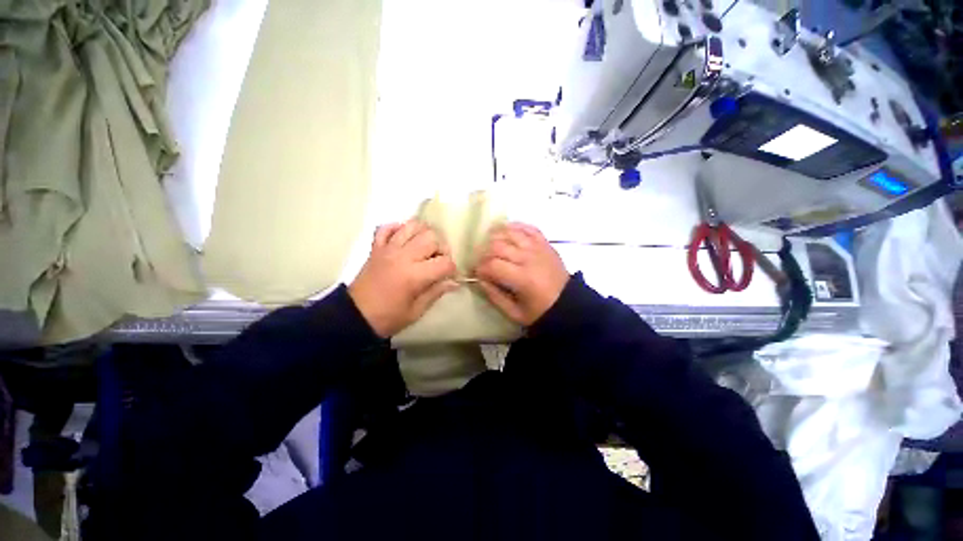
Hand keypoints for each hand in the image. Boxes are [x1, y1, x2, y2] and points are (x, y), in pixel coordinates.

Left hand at [349, 220, 457, 336]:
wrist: (354, 316)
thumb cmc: (388, 317)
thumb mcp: (416, 311)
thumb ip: (436, 292)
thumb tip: (454, 282)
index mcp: (414, 275)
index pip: (444, 262)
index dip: (452, 269)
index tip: (449, 276)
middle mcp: (403, 256)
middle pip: (431, 238)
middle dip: (441, 248)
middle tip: (438, 261)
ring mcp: (387, 249)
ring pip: (412, 226)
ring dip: (424, 233)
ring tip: (425, 247)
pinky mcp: (376, 248)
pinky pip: (386, 228)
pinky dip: (397, 228)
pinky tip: (404, 239)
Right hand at [474, 223, 568, 325]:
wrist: (567, 304)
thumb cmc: (539, 311)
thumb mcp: (514, 312)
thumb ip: (494, 296)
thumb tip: (479, 279)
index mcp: (522, 278)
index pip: (492, 264)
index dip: (479, 267)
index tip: (476, 273)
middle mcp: (529, 258)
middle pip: (497, 245)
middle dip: (483, 252)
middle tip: (481, 261)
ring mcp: (538, 247)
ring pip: (510, 232)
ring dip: (495, 236)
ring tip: (489, 245)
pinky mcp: (544, 243)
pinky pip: (527, 227)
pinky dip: (514, 227)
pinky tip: (506, 232)